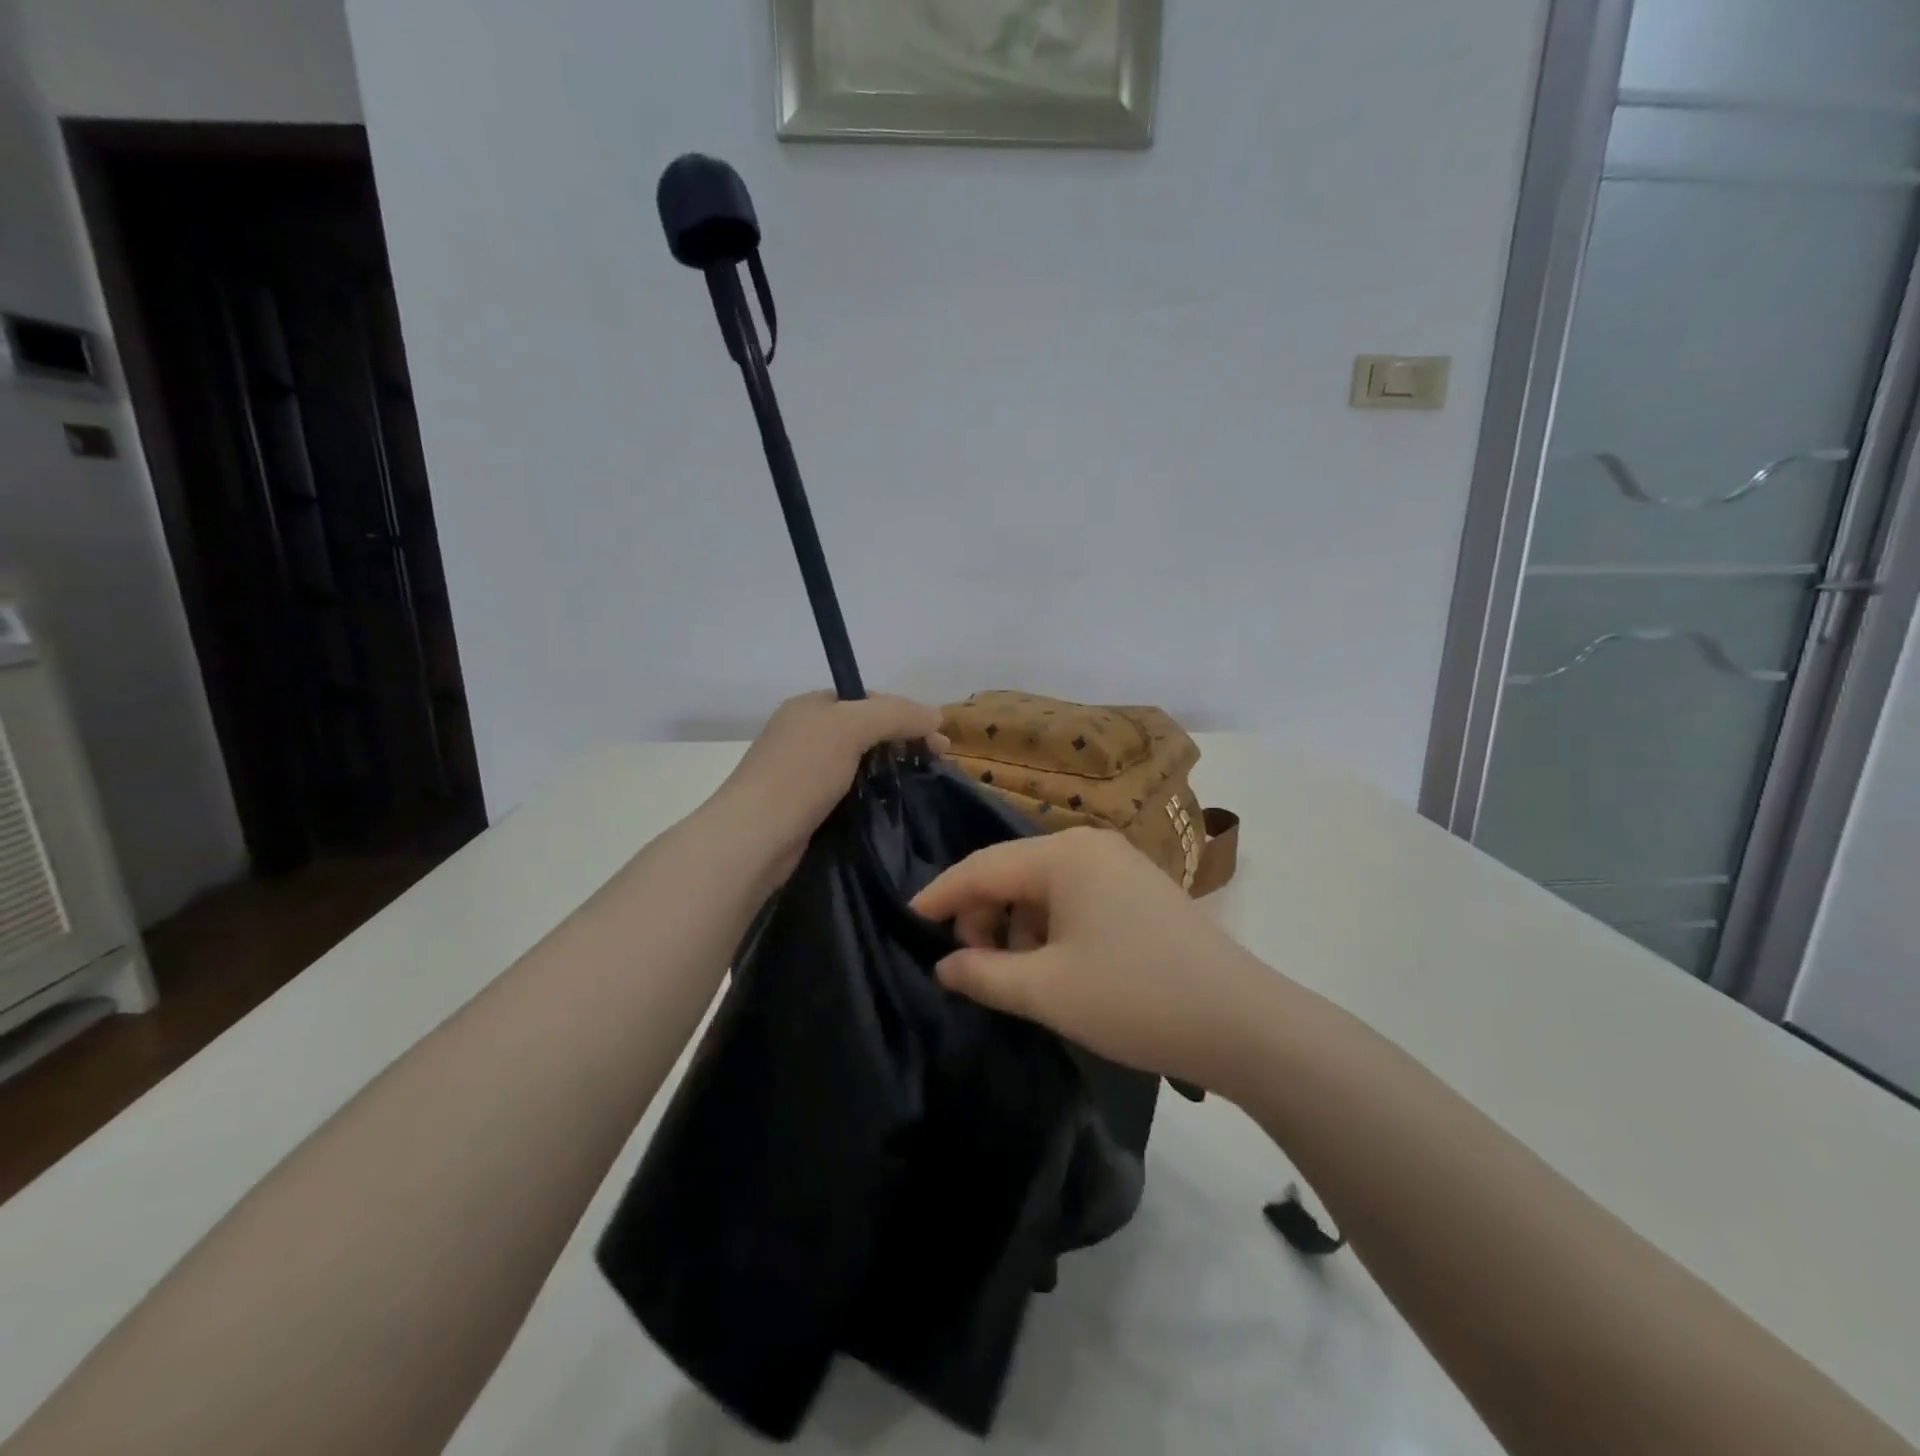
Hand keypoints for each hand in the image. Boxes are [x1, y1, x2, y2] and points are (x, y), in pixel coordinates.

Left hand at [712, 691, 946, 874]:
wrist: (754, 838)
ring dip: (890, 768)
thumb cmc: (800, 773)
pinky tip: (891, 803)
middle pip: (866, 728)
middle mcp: (805, 732)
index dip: (905, 712)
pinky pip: (849, 789)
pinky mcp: (806, 805)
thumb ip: (896, 715)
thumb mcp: (851, 728)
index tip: (938, 736)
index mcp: (811, 706)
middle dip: (903, 740)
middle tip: (938, 761)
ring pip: (859, 761)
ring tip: (921, 782)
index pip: (868, 698)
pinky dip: (873, 792)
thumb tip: (937, 716)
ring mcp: (803, 771)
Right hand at [911, 828, 1281, 1093]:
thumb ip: (982, 974)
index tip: (909, 919)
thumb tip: (944, 964)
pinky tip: (1057, 966)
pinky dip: (1051, 927)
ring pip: (1043, 887)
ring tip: (1017, 975)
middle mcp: (1089, 845)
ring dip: (1017, 926)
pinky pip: (1074, 897)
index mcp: (1063, 855)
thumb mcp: (1046, 991)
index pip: (981, 867)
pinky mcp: (1139, 888)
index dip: (941, 895)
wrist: (1243, 1022)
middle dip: (983, 916)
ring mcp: (1119, 863)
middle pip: (1012, 872)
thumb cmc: (1134, 998)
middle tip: (974, 967)